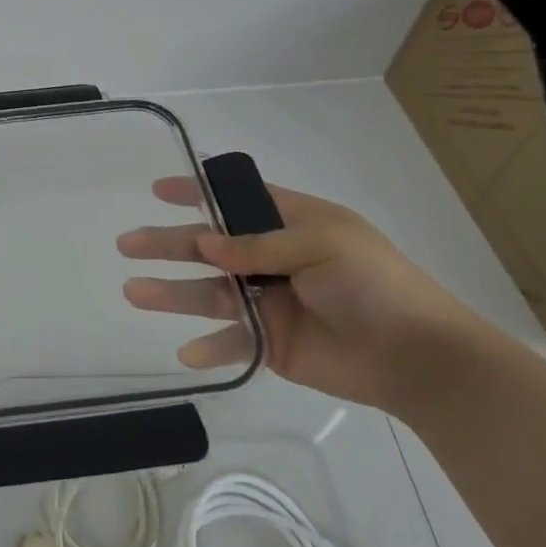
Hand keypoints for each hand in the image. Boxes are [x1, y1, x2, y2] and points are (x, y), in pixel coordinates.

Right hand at [117, 180, 493, 412]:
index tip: (159, 189)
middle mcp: (272, 260)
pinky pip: (231, 342)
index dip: (197, 193)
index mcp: (291, 225)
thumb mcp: (322, 245)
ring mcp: (268, 303)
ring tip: (133, 293)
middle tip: (128, 244)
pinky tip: (186, 354)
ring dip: (172, 294)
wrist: (417, 357)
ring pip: (209, 293)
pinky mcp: (270, 344)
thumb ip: (259, 245)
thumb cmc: (374, 283)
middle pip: (209, 247)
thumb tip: (204, 244)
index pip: (235, 201)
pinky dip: (209, 348)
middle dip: (168, 244)